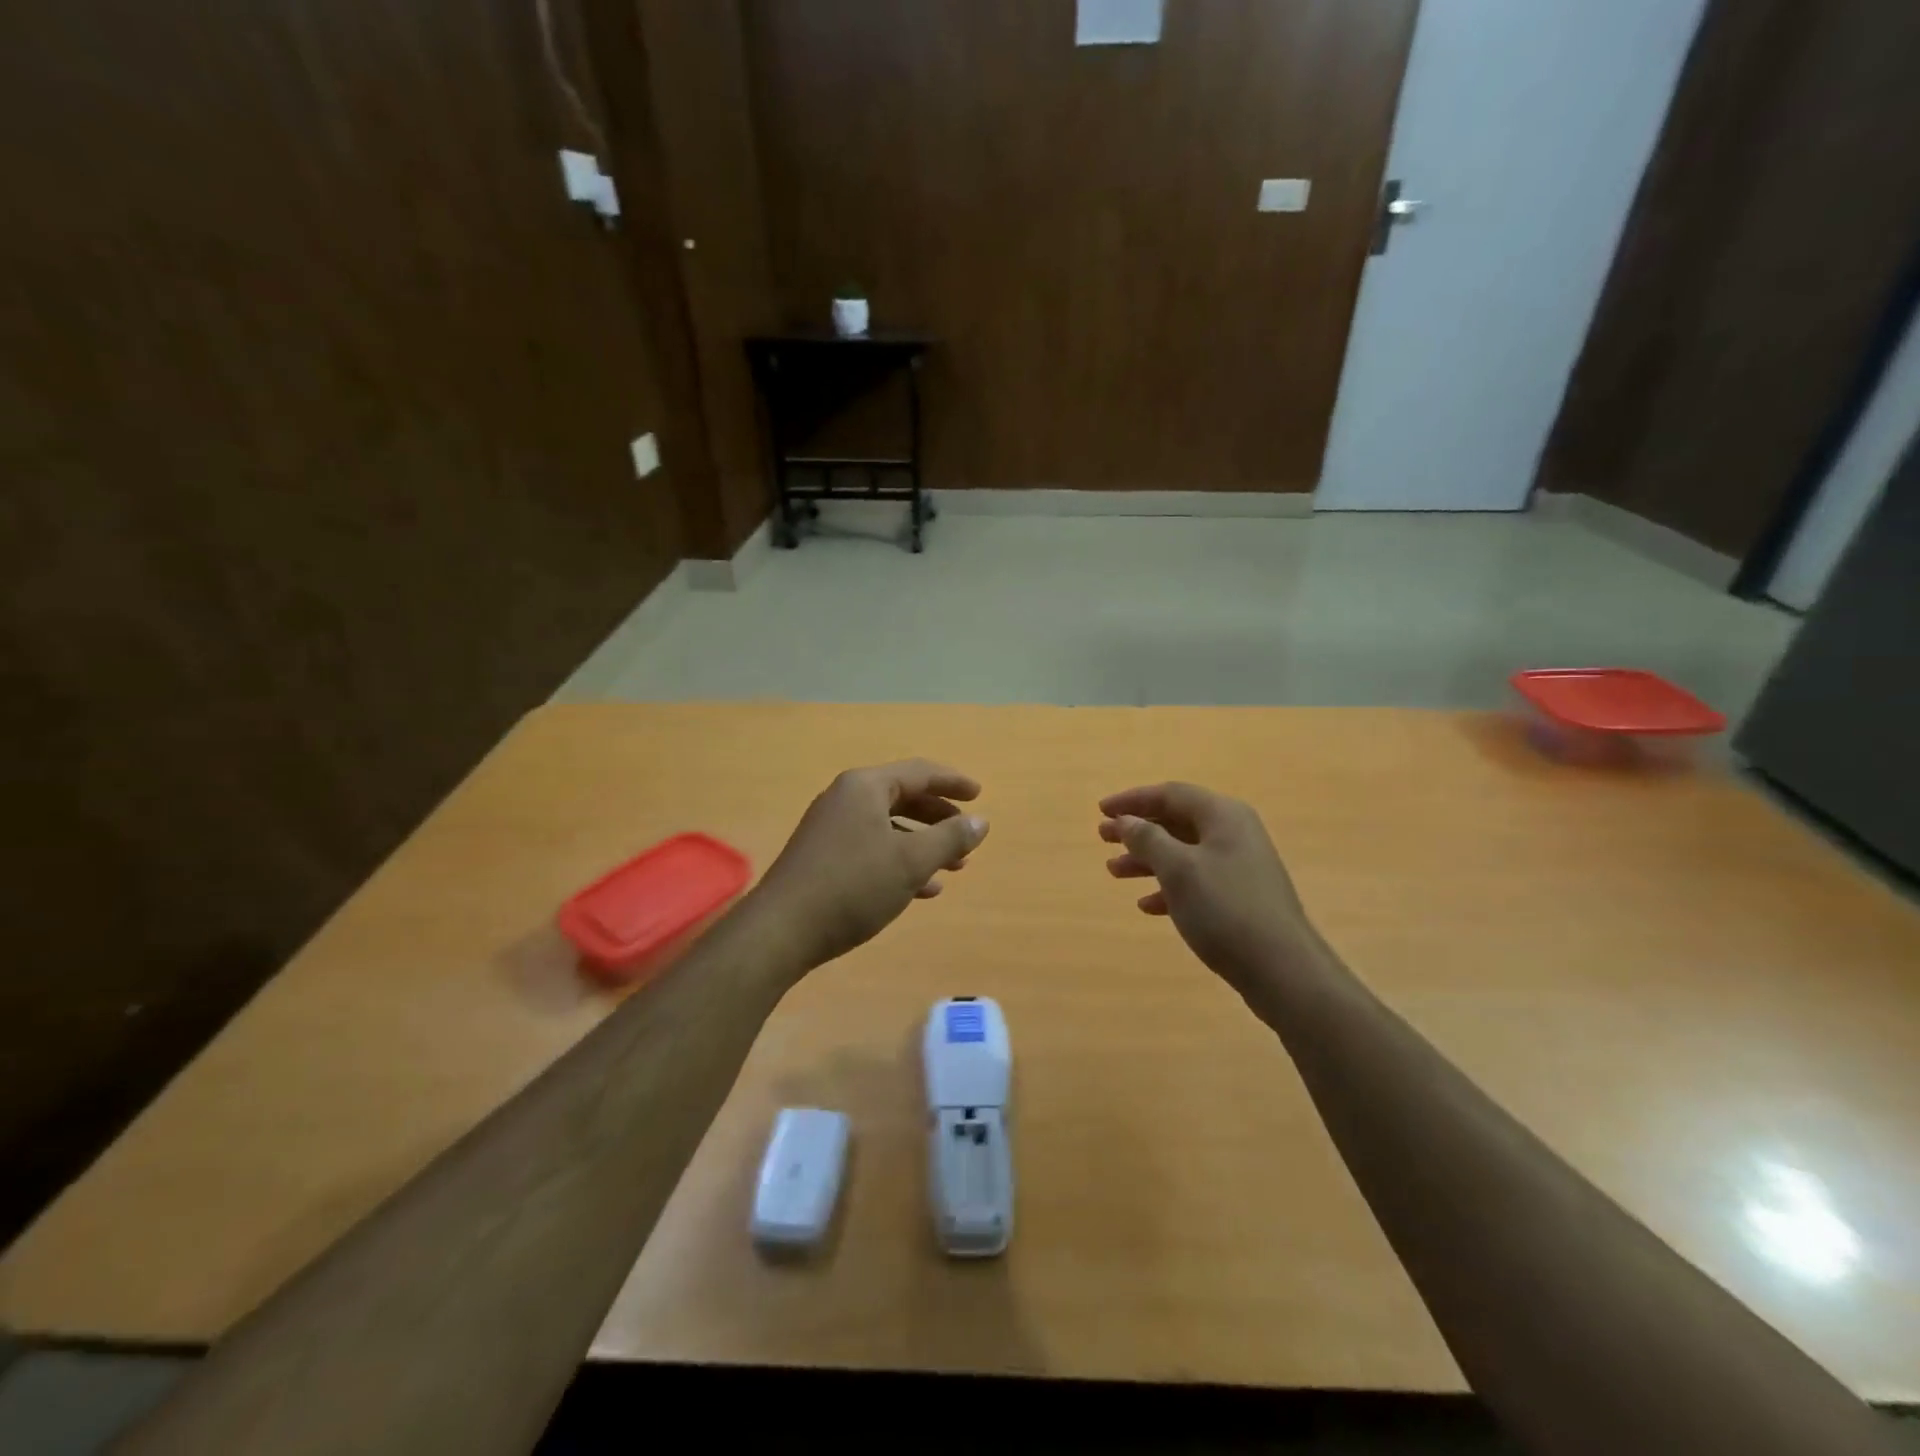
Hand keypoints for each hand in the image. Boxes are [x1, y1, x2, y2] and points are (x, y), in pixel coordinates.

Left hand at [750, 759, 989, 974]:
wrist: (782, 930)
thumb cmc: (853, 886)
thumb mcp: (911, 862)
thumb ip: (950, 838)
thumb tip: (980, 821)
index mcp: (865, 787)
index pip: (919, 772)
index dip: (953, 782)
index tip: (980, 795)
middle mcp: (845, 799)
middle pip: (903, 797)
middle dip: (939, 817)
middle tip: (966, 833)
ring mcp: (830, 828)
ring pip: (888, 827)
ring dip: (923, 844)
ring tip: (954, 867)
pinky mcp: (822, 857)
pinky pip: (871, 848)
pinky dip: (899, 861)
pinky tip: (923, 889)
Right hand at [1099, 782, 1322, 992]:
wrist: (1282, 970)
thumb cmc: (1225, 909)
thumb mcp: (1178, 870)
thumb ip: (1148, 839)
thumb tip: (1126, 820)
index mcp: (1223, 816)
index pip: (1170, 794)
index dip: (1132, 800)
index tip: (1100, 811)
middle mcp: (1234, 833)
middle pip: (1176, 821)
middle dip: (1137, 829)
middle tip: (1102, 839)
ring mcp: (1239, 866)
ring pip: (1183, 852)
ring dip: (1147, 860)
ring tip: (1114, 872)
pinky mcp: (1240, 897)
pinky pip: (1196, 881)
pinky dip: (1168, 887)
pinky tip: (1147, 906)